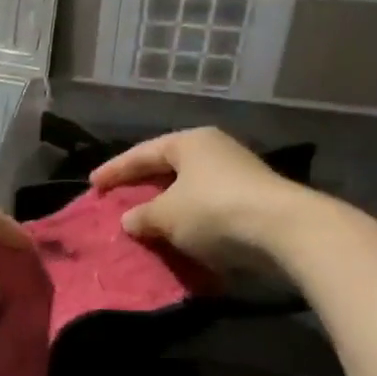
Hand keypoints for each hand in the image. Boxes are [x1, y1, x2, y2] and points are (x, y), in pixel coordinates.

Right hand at [89, 128, 304, 271]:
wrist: (283, 230)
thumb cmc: (214, 211)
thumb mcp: (167, 215)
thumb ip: (142, 216)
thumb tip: (129, 220)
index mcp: (189, 142)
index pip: (142, 153)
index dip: (115, 170)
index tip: (92, 184)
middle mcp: (214, 150)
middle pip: (167, 167)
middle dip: (142, 185)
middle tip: (117, 198)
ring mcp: (237, 173)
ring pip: (189, 188)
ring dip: (167, 205)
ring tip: (145, 219)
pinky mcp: (252, 199)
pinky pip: (208, 206)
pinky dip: (189, 218)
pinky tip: (178, 233)